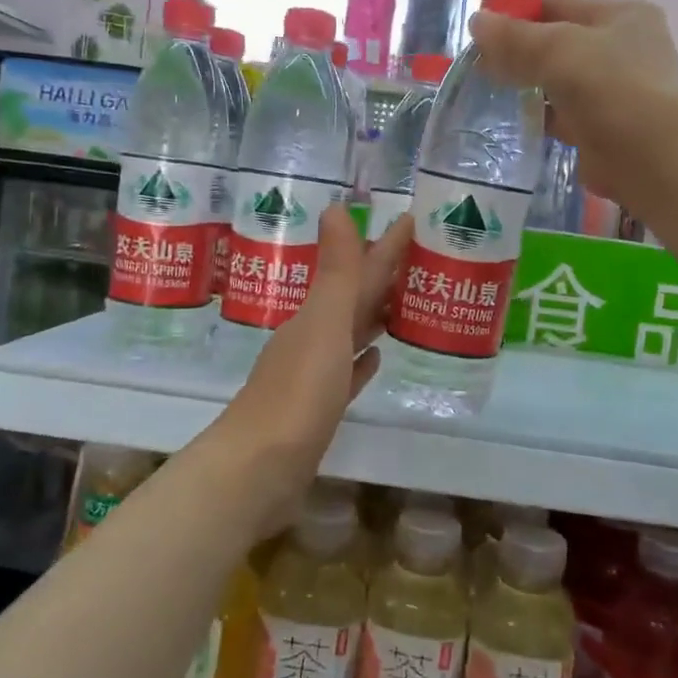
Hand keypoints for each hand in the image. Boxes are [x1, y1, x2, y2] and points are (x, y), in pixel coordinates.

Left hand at [219, 206, 411, 524]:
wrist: (257, 471)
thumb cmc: (297, 396)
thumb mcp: (323, 327)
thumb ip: (336, 272)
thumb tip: (336, 206)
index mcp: (315, 316)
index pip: (356, 270)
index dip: (385, 246)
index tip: (411, 221)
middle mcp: (312, 338)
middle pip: (353, 299)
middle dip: (383, 277)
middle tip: (420, 259)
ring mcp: (313, 375)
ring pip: (351, 333)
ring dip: (375, 315)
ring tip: (405, 300)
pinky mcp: (319, 409)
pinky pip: (347, 374)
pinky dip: (362, 361)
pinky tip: (376, 356)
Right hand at [470, 0, 677, 208]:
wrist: (648, 154)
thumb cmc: (608, 85)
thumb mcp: (556, 48)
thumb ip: (514, 37)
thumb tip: (477, 21)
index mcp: (621, 15)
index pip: (561, 4)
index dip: (520, 13)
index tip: (482, 29)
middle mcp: (623, 49)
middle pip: (559, 44)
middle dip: (521, 53)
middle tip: (479, 63)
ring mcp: (614, 92)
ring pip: (560, 82)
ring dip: (529, 86)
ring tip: (487, 90)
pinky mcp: (602, 130)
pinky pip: (562, 117)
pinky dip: (540, 117)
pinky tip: (511, 119)